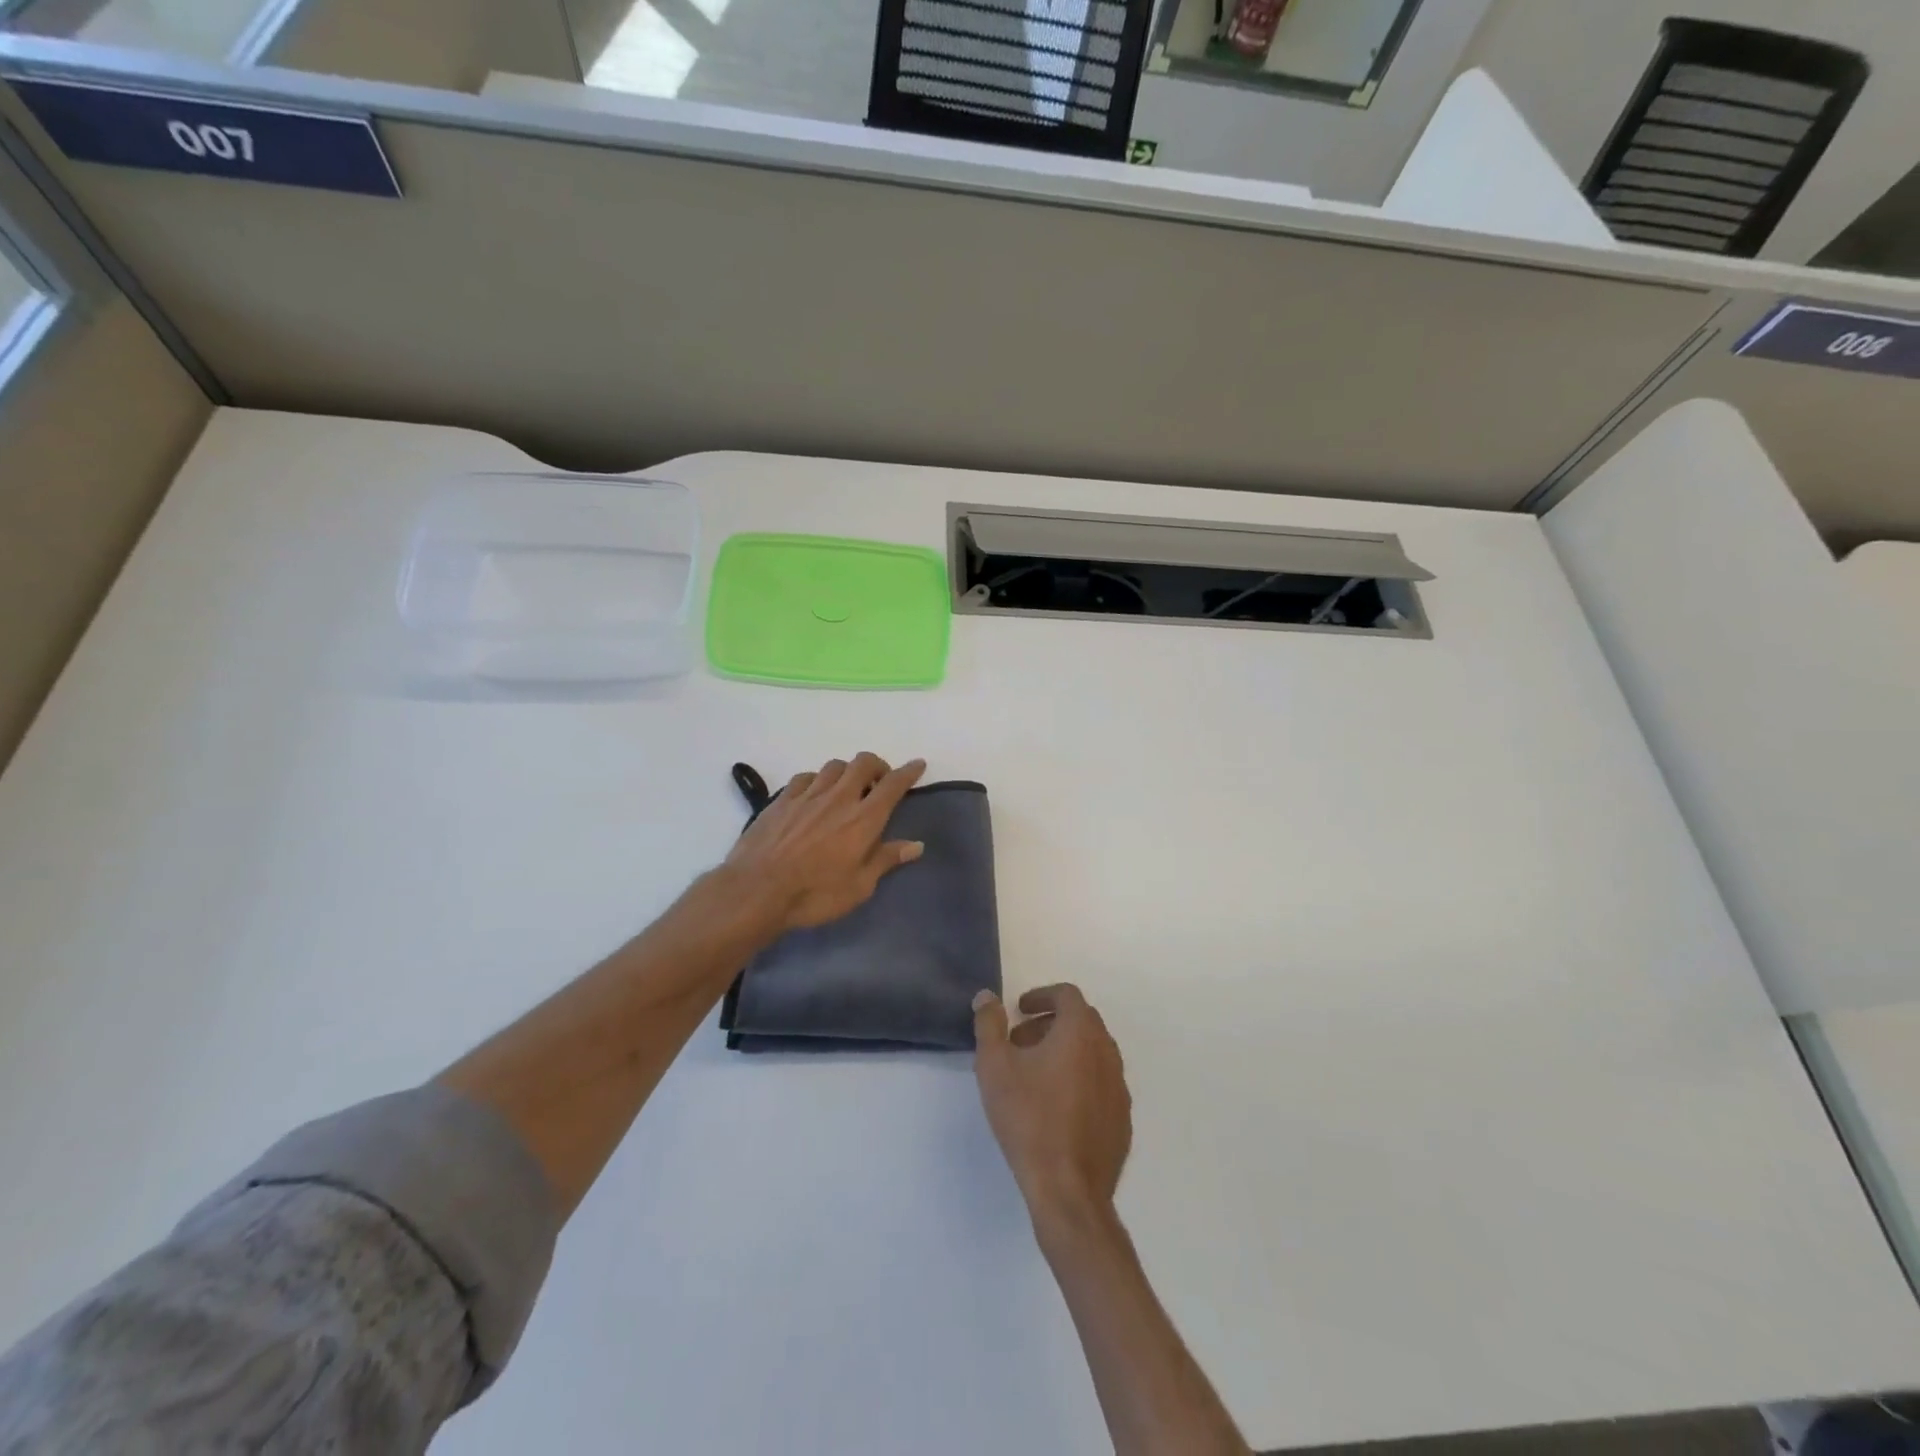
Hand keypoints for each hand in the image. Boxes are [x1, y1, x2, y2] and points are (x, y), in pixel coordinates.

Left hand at [725, 753, 926, 932]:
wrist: (757, 890)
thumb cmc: (814, 894)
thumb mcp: (859, 887)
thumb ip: (886, 860)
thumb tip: (916, 845)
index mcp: (864, 819)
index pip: (893, 785)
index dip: (908, 771)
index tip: (918, 764)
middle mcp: (839, 798)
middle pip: (863, 763)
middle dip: (877, 765)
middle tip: (879, 782)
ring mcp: (808, 795)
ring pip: (834, 766)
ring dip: (847, 771)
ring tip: (847, 788)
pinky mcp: (782, 799)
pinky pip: (806, 777)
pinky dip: (817, 780)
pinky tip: (814, 794)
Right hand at [973, 984, 1132, 1226]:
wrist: (1068, 1190)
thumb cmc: (1028, 1119)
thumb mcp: (994, 1066)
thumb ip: (989, 1024)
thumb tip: (987, 996)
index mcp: (1081, 1033)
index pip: (1067, 995)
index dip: (1042, 995)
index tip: (1019, 1010)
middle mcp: (1107, 1052)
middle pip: (1082, 1021)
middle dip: (1049, 1023)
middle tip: (1020, 1042)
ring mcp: (1119, 1087)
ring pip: (1093, 1052)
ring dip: (1065, 1051)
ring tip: (1034, 1076)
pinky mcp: (1122, 1118)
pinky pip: (1100, 1083)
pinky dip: (1079, 1079)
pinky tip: (1055, 1107)